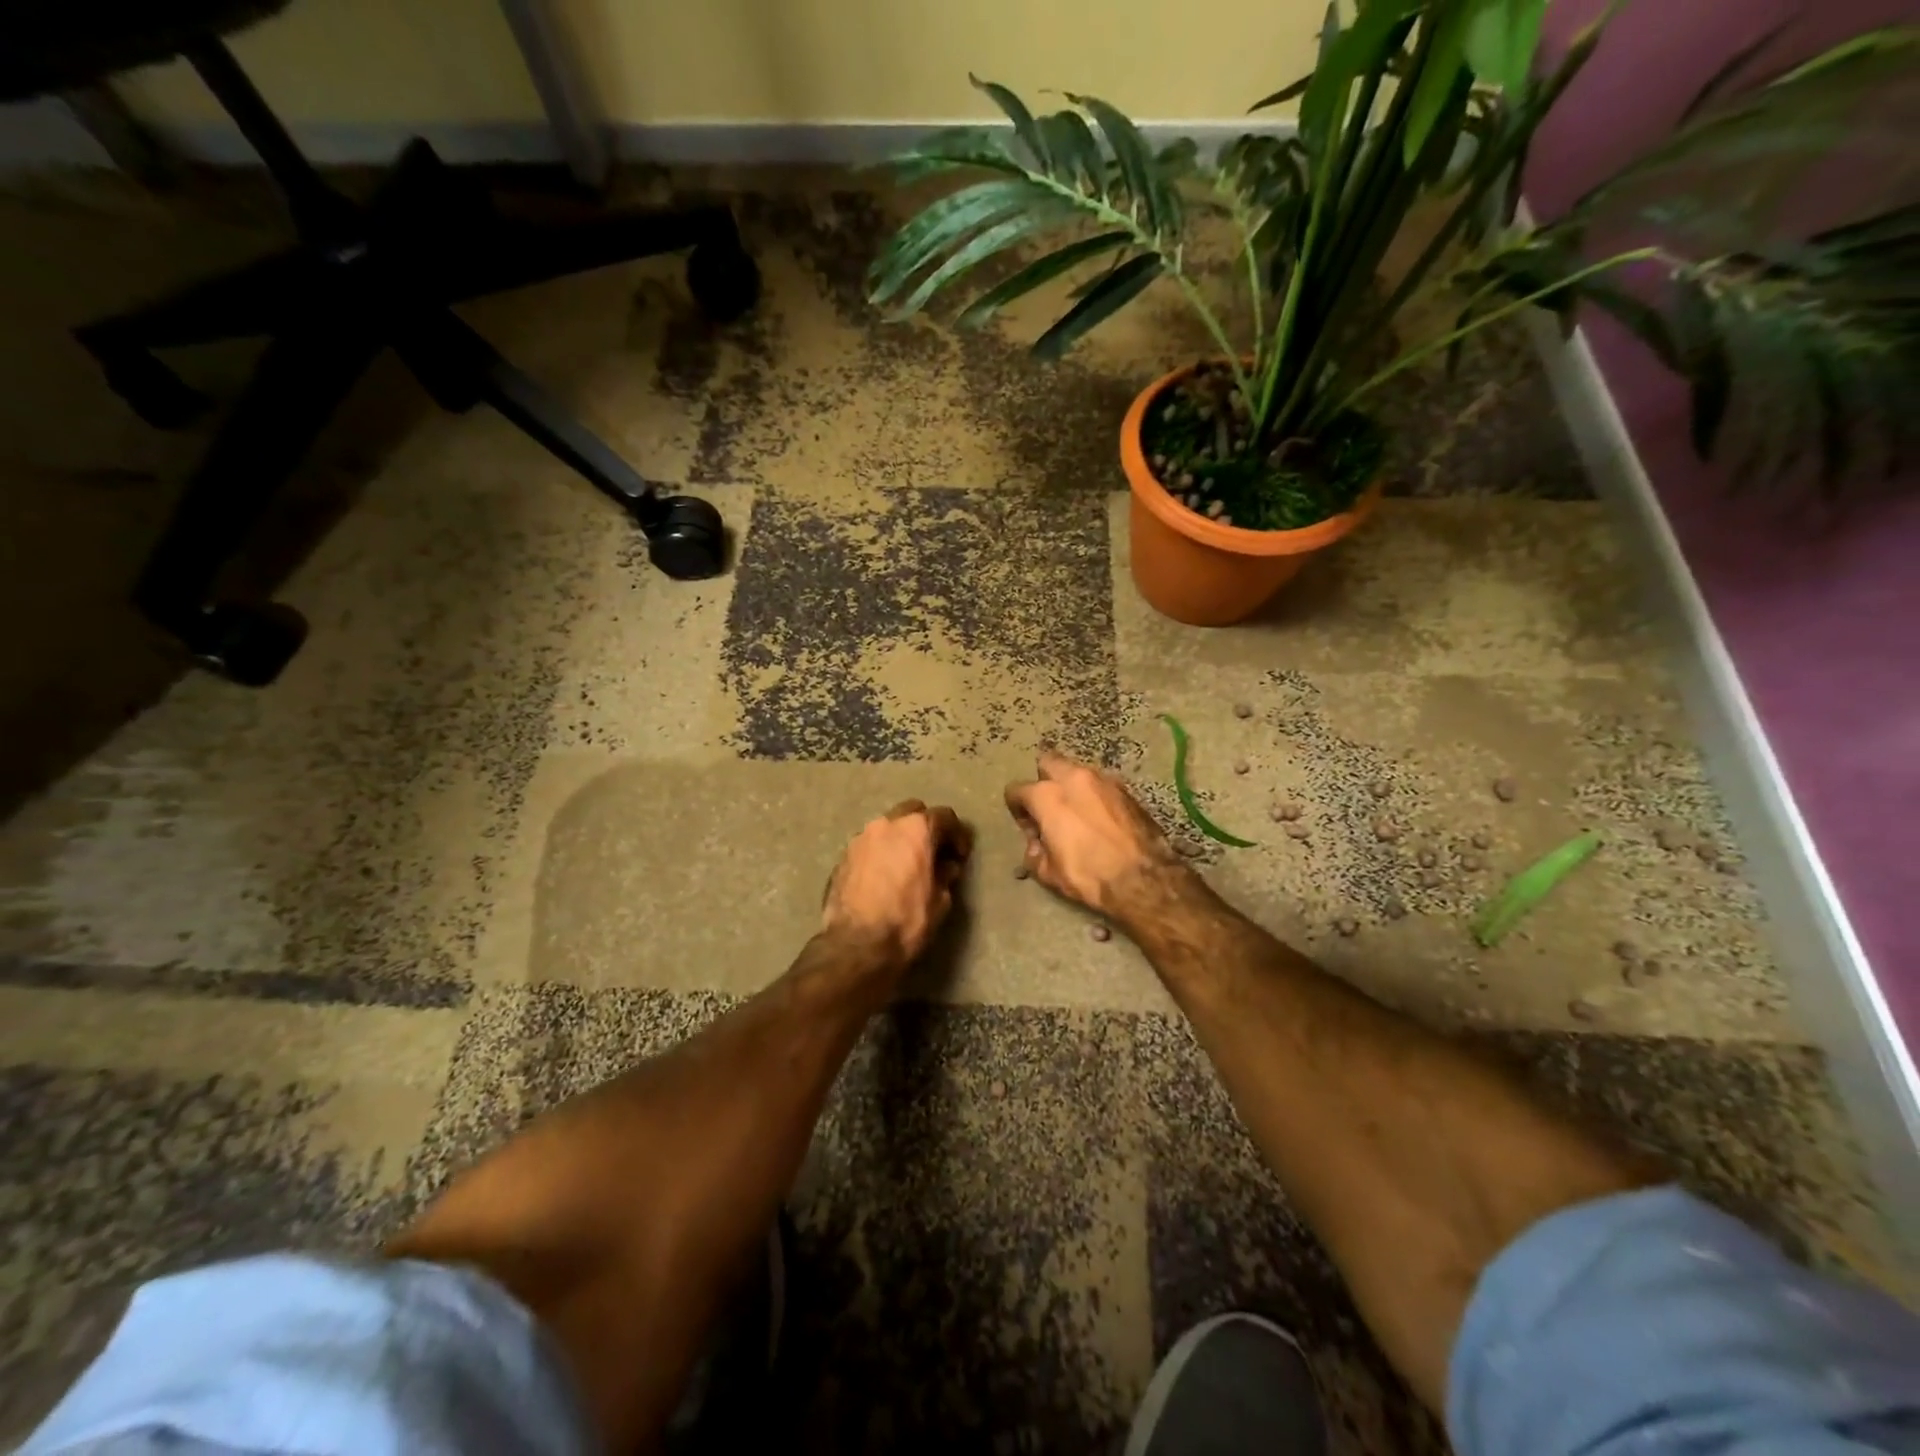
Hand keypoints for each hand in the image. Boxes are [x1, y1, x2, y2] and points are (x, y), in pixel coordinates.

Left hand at [822, 800, 972, 968]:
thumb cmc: (906, 922)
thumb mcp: (940, 901)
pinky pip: (869, 846)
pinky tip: (884, 876)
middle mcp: (886, 824)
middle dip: (926, 828)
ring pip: (887, 827)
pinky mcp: (843, 856)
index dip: (957, 835)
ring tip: (906, 865)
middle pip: (913, 812)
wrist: (856, 946)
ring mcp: (860, 838)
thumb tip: (946, 867)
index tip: (960, 855)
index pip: (944, 816)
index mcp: (916, 829)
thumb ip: (945, 875)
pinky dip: (881, 853)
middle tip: (933, 853)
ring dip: (900, 839)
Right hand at [1004, 752, 1188, 922]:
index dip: (1017, 809)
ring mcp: (1103, 780)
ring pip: (1077, 771)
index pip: (1016, 790)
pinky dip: (1094, 795)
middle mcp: (1073, 778)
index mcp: (1047, 796)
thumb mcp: (1049, 873)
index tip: (1028, 828)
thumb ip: (1035, 854)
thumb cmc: (1089, 874)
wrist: (1143, 878)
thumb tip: (1036, 845)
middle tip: (1049, 807)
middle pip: (1048, 763)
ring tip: (1076, 812)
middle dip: (1043, 780)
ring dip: (1071, 786)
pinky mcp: (1126, 789)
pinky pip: (1101, 784)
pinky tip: (1099, 817)